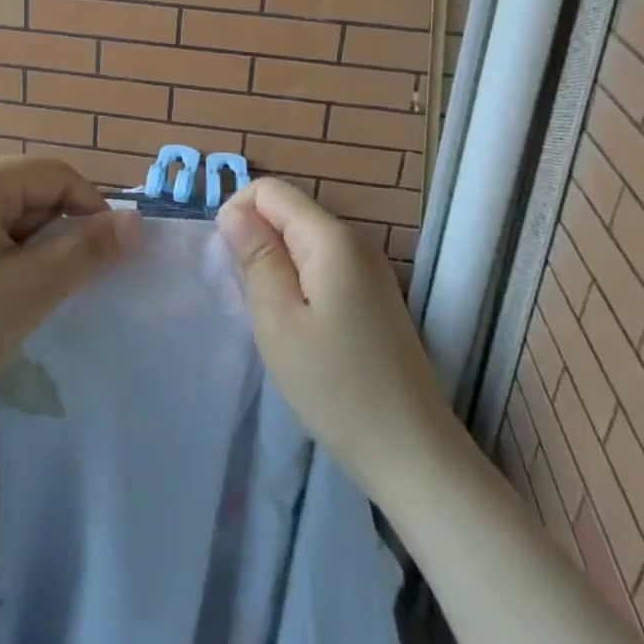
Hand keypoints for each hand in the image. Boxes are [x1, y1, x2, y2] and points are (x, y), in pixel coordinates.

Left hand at [0, 156, 134, 433]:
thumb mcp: (32, 290)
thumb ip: (88, 249)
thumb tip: (135, 221)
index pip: (57, 174)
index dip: (91, 209)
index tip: (105, 258)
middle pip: (32, 189)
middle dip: (57, 231)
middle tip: (60, 284)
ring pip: (9, 213)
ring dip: (32, 247)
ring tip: (26, 295)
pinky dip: (4, 254)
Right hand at [217, 178, 460, 504]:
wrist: (411, 452)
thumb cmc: (335, 386)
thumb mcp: (278, 320)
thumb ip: (255, 257)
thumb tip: (232, 210)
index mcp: (331, 238)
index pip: (270, 190)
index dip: (239, 214)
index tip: (232, 266)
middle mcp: (355, 241)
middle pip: (288, 213)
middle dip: (257, 244)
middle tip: (252, 301)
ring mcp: (370, 269)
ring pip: (303, 241)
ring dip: (277, 268)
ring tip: (274, 320)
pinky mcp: (374, 295)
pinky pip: (323, 266)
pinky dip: (300, 284)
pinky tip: (301, 329)